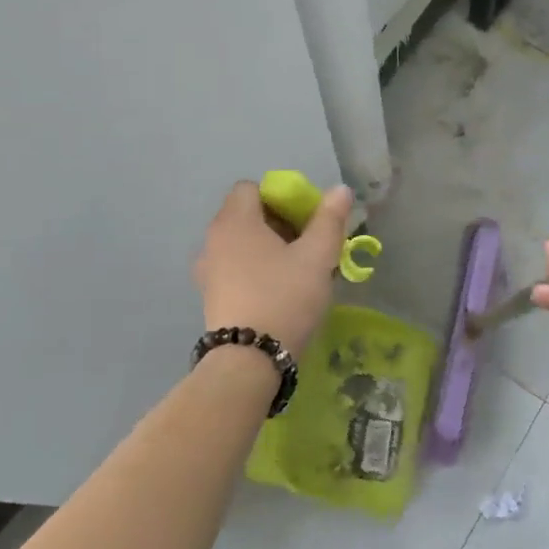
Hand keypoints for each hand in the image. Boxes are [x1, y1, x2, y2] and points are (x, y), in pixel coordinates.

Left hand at [195, 181, 351, 356]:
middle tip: (309, 243)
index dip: (280, 196)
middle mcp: (214, 240)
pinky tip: (280, 290)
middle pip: (247, 215)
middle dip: (280, 223)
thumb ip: (330, 219)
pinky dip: (256, 269)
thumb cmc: (285, 296)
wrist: (250, 360)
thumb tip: (340, 190)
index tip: (305, 218)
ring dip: (269, 248)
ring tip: (297, 269)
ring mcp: (208, 270)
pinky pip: (236, 267)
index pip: (252, 188)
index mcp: (235, 222)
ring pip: (243, 243)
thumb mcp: (318, 255)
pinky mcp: (211, 296)